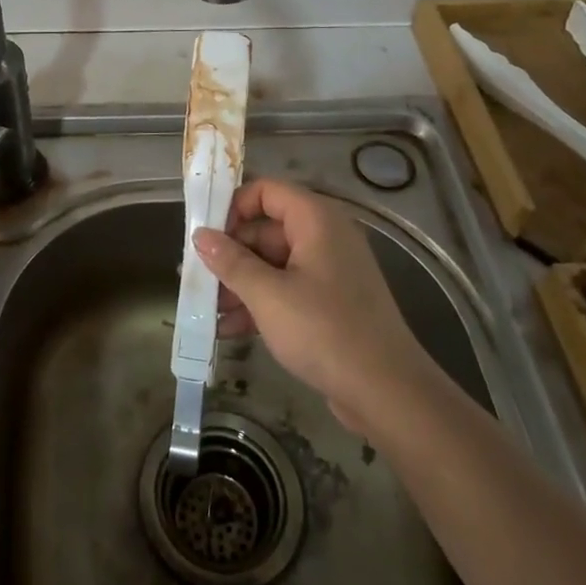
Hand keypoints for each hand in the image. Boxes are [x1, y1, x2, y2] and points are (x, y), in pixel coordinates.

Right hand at [194, 178, 427, 430]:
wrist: (387, 392)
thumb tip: (200, 235)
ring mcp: (329, 271)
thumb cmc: (325, 331)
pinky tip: (228, 329)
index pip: (267, 191)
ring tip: (206, 311)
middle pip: (266, 230)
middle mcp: (325, 237)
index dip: (233, 206)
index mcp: (316, 220)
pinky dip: (260, 304)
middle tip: (198, 279)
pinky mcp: (331, 303)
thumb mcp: (268, 295)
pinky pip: (287, 290)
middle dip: (230, 255)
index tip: (205, 234)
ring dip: (240, 284)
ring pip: (273, 264)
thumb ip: (231, 262)